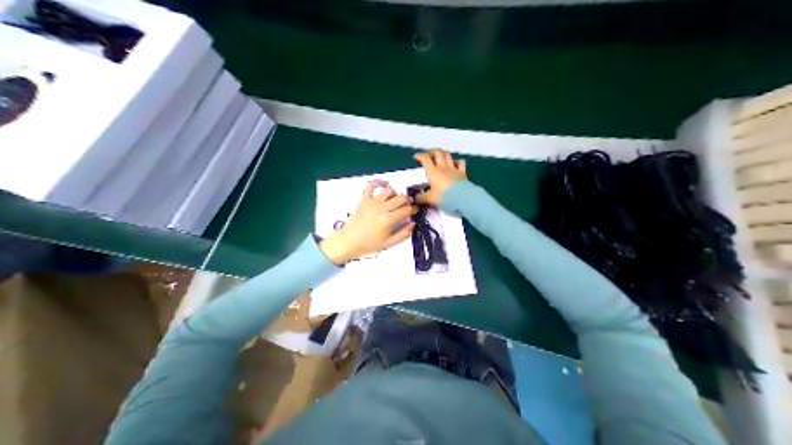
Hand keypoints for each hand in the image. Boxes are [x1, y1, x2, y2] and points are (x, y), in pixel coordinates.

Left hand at [318, 179, 417, 265]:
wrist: (349, 241)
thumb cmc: (369, 244)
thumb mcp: (389, 243)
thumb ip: (403, 233)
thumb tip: (413, 223)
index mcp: (388, 220)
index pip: (406, 210)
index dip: (413, 209)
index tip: (414, 211)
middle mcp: (381, 208)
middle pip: (400, 198)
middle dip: (407, 200)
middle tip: (408, 205)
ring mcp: (372, 202)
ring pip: (389, 191)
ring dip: (395, 194)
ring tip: (395, 200)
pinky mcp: (364, 199)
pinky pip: (371, 186)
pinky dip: (379, 182)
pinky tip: (384, 185)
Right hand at [412, 149, 465, 204]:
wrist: (462, 198)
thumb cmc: (444, 197)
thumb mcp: (430, 199)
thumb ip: (421, 198)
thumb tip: (415, 198)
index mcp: (433, 172)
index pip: (425, 159)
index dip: (420, 156)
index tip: (416, 157)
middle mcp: (443, 167)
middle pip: (438, 153)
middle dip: (432, 151)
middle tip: (429, 154)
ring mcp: (453, 168)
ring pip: (448, 155)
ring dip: (444, 153)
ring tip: (441, 156)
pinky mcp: (462, 172)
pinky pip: (461, 163)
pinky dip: (458, 161)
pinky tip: (456, 163)